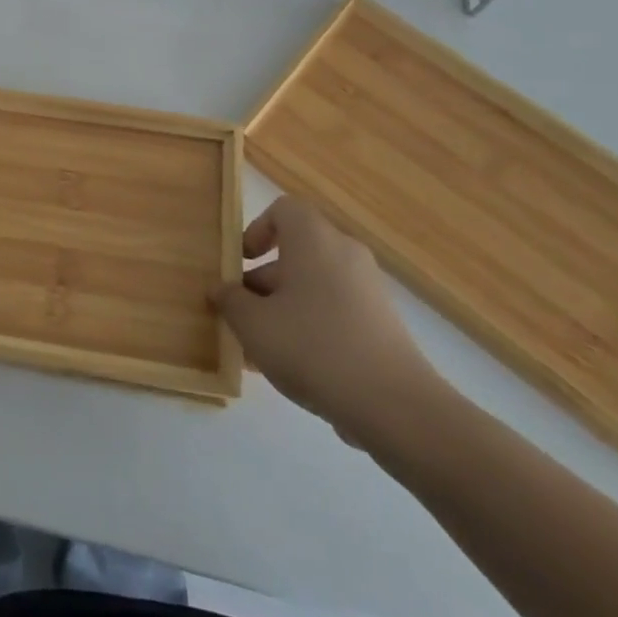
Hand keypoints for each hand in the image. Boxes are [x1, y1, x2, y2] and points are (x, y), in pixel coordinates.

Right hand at [214, 197, 442, 448]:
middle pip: (296, 252)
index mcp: (314, 239)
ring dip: (283, 310)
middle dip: (263, 281)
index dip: (256, 230)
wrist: (394, 406)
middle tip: (241, 315)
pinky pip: (335, 312)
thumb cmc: (312, 346)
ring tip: (260, 352)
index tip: (240, 263)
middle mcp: (344, 253)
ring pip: (313, 287)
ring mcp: (368, 290)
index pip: (283, 210)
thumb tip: (223, 290)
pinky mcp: (382, 324)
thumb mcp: (253, 325)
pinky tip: (294, 370)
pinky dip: (311, 328)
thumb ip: (231, 301)